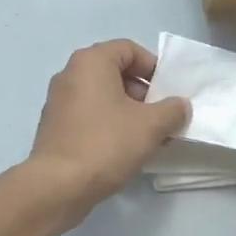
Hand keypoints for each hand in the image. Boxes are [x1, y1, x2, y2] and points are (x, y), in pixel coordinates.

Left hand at [27, 39, 190, 215]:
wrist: (58, 186)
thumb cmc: (106, 143)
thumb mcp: (151, 125)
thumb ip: (172, 110)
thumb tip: (180, 106)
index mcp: (90, 62)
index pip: (129, 49)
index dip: (153, 67)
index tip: (168, 91)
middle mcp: (70, 74)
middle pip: (115, 72)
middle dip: (144, 93)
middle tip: (162, 117)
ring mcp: (59, 101)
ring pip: (103, 96)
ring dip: (129, 112)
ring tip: (149, 137)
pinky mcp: (55, 127)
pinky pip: (89, 115)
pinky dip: (109, 124)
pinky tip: (125, 149)